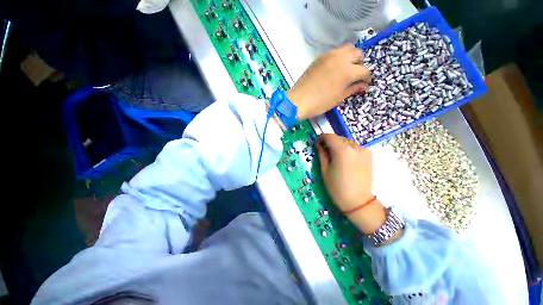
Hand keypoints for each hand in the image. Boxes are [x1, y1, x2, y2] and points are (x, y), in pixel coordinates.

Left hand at [288, 45, 370, 119]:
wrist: (298, 100)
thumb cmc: (320, 103)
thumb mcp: (338, 98)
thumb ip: (352, 89)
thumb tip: (363, 86)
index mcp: (348, 71)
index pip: (364, 70)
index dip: (367, 78)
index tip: (365, 83)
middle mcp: (341, 59)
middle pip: (358, 53)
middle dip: (360, 63)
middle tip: (355, 74)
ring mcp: (329, 56)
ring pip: (346, 49)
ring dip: (349, 57)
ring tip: (344, 70)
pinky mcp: (319, 58)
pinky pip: (333, 53)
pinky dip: (338, 58)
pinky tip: (333, 69)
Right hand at [316, 133, 372, 210]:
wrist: (358, 202)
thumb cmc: (337, 187)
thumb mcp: (325, 170)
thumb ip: (322, 154)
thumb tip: (319, 144)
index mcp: (342, 150)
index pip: (330, 136)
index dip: (321, 137)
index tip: (317, 143)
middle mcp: (355, 147)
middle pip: (339, 138)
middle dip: (330, 142)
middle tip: (323, 150)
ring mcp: (364, 150)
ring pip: (347, 142)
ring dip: (338, 145)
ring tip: (334, 156)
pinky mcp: (369, 155)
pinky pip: (354, 147)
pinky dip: (347, 149)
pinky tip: (344, 159)